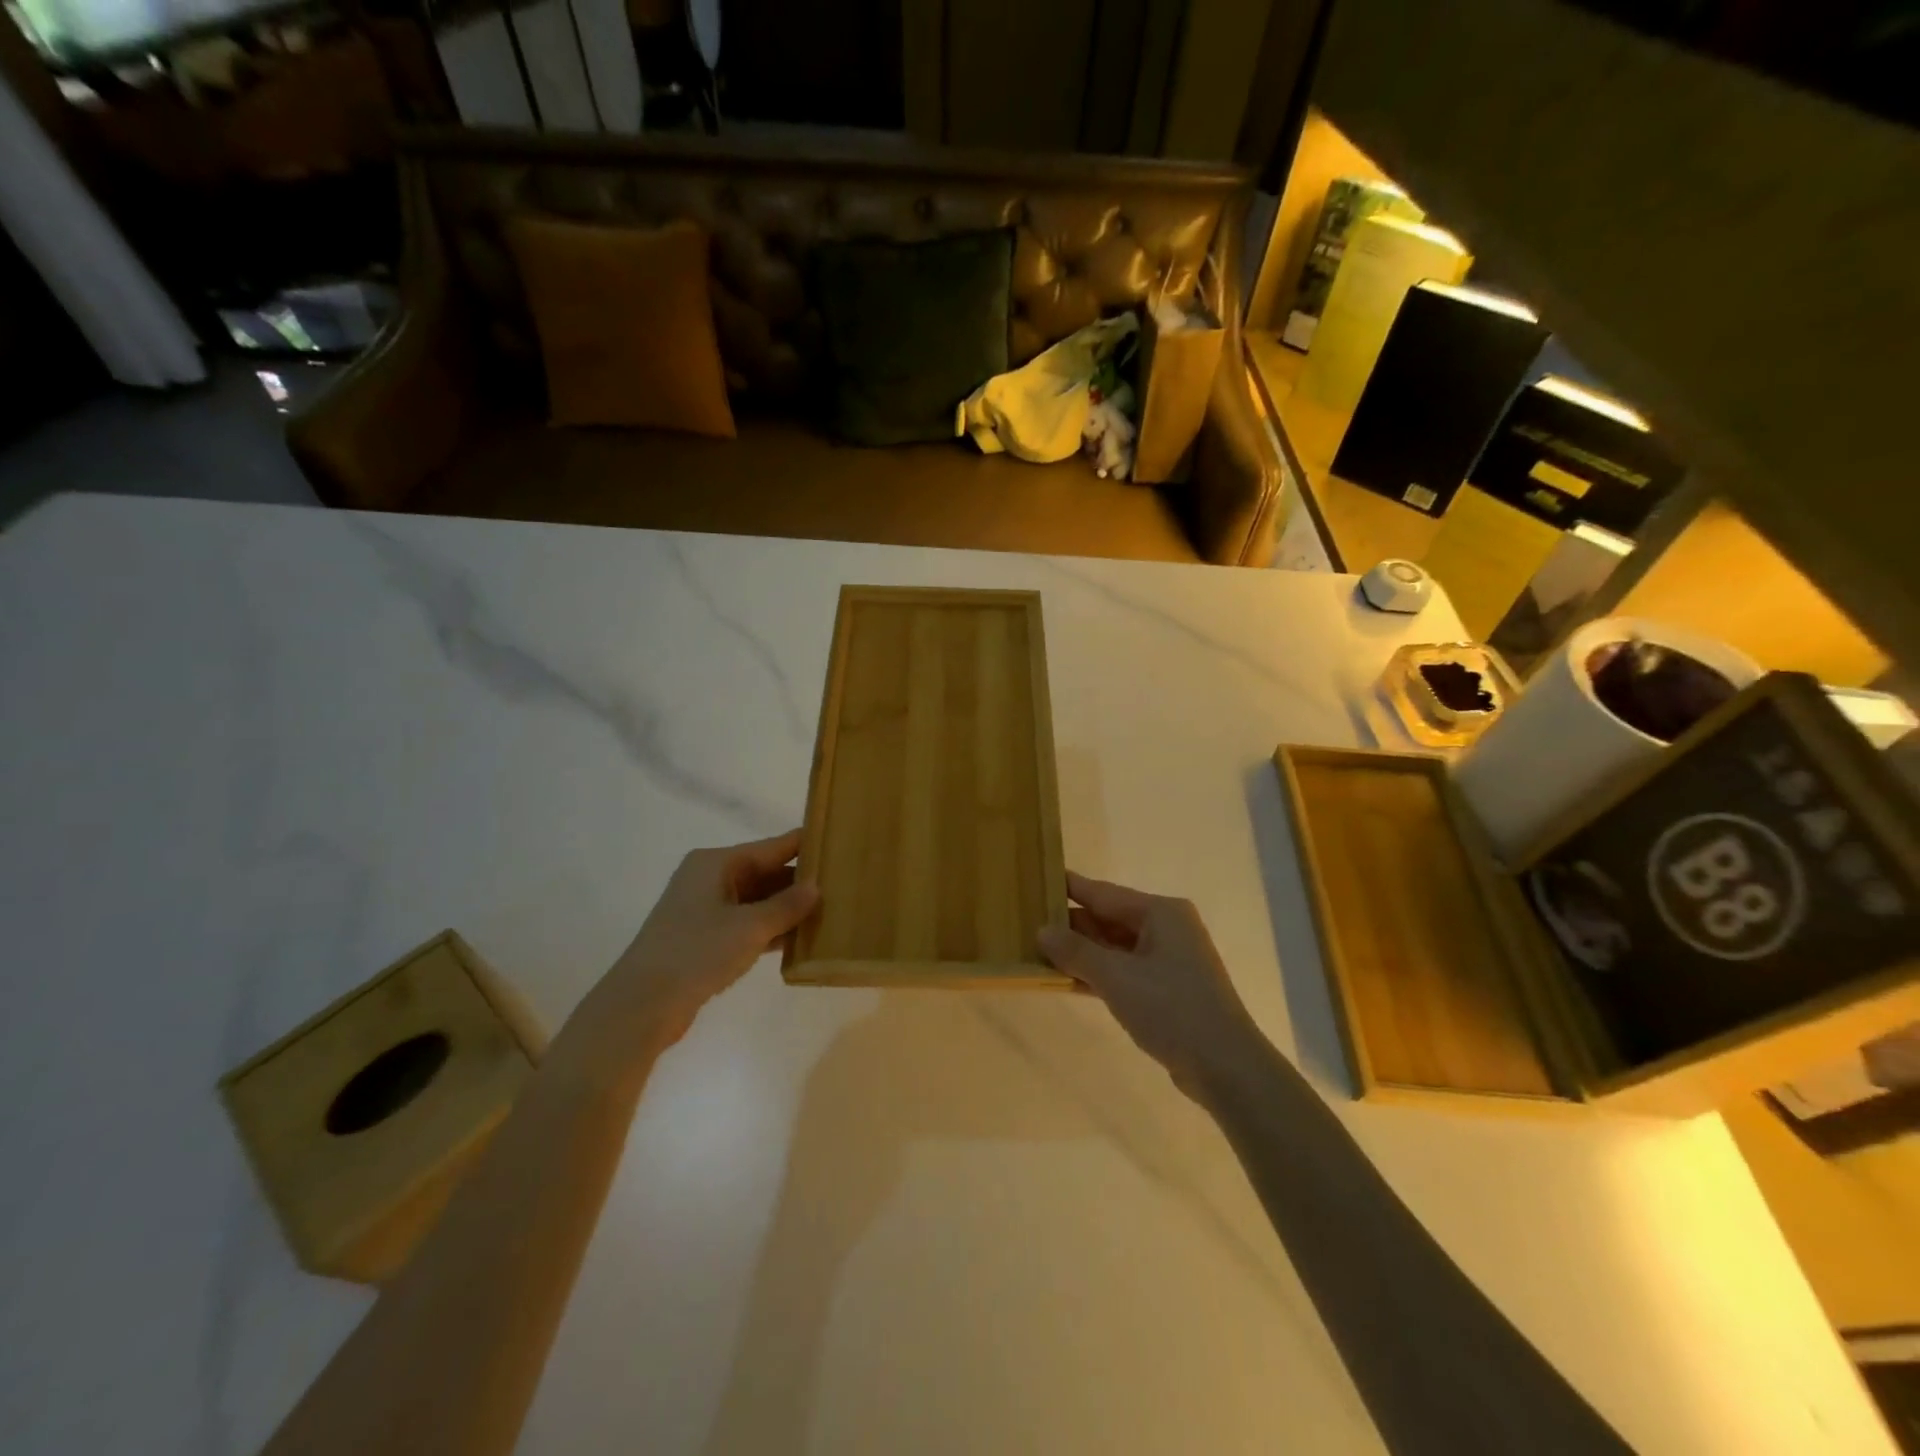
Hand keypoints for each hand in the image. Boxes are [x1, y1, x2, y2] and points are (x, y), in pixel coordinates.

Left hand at [578, 830, 820, 1058]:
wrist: (641, 1005)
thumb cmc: (696, 952)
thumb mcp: (749, 927)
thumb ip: (787, 906)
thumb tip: (816, 887)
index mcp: (716, 862)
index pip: (771, 846)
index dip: (804, 844)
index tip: (838, 841)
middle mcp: (710, 879)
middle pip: (765, 872)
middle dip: (799, 881)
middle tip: (843, 884)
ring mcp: (705, 910)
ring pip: (757, 901)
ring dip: (787, 909)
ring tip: (830, 911)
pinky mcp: (704, 939)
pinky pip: (747, 924)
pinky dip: (770, 929)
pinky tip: (800, 939)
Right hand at [1038, 871, 1263, 1098]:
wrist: (1226, 1067)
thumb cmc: (1172, 1009)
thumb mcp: (1116, 977)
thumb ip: (1076, 951)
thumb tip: (1042, 930)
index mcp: (1161, 912)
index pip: (1103, 893)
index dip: (1069, 888)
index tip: (1037, 879)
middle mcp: (1166, 928)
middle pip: (1109, 918)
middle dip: (1071, 924)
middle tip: (1027, 922)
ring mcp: (1168, 960)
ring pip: (1114, 947)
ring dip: (1081, 952)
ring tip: (1038, 950)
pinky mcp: (1167, 990)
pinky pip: (1123, 970)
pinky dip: (1097, 974)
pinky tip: (1066, 981)